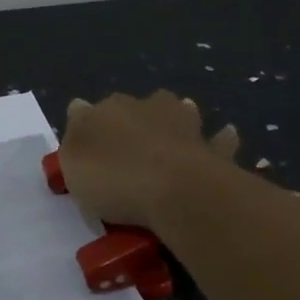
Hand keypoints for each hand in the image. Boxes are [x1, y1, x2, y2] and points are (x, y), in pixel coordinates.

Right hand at [59, 92, 240, 229]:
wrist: (177, 192)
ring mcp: (185, 125)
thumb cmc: (115, 177)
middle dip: (135, 118)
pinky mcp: (213, 149)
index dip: (90, 127)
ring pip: (181, 112)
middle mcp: (148, 107)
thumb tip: (80, 107)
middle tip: (130, 144)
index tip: (87, 149)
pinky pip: (219, 140)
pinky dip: (221, 138)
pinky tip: (224, 135)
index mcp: (110, 108)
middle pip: (138, 106)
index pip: (93, 110)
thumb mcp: (74, 161)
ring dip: (178, 117)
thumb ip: (76, 134)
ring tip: (175, 131)